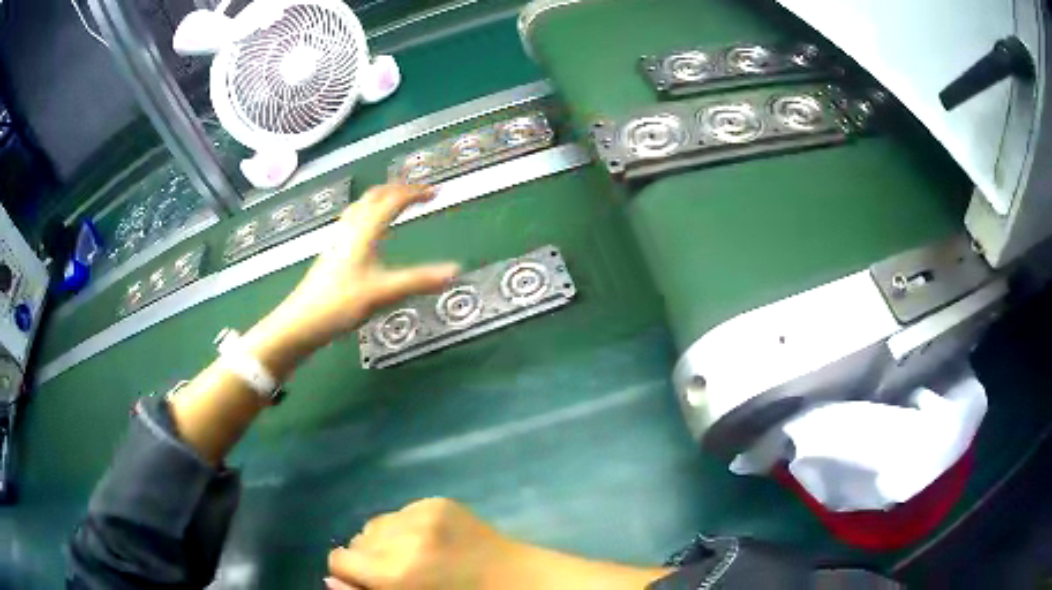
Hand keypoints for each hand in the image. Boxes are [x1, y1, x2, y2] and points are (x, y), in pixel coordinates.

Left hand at [243, 184, 458, 373]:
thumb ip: (419, 281)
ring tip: (397, 202)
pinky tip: (369, 231)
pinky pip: (353, 221)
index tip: (435, 192)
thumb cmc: (339, 305)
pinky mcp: (331, 253)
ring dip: (381, 198)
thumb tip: (456, 271)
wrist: (300, 322)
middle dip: (398, 188)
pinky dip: (369, 214)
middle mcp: (350, 229)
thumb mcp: (382, 294)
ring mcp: (338, 240)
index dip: (415, 192)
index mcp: (364, 231)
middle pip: (374, 196)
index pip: (392, 200)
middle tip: (419, 192)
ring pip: (360, 207)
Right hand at [327, 498, 514, 589]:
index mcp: (396, 573)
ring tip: (414, 556)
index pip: (339, 558)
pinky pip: (401, 512)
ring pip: (376, 524)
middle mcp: (404, 537)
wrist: (518, 581)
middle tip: (398, 574)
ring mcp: (423, 513)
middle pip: (357, 540)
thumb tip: (330, 579)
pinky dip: (406, 528)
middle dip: (369, 558)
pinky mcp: (439, 501)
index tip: (367, 582)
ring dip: (386, 540)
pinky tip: (430, 543)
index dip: (350, 573)